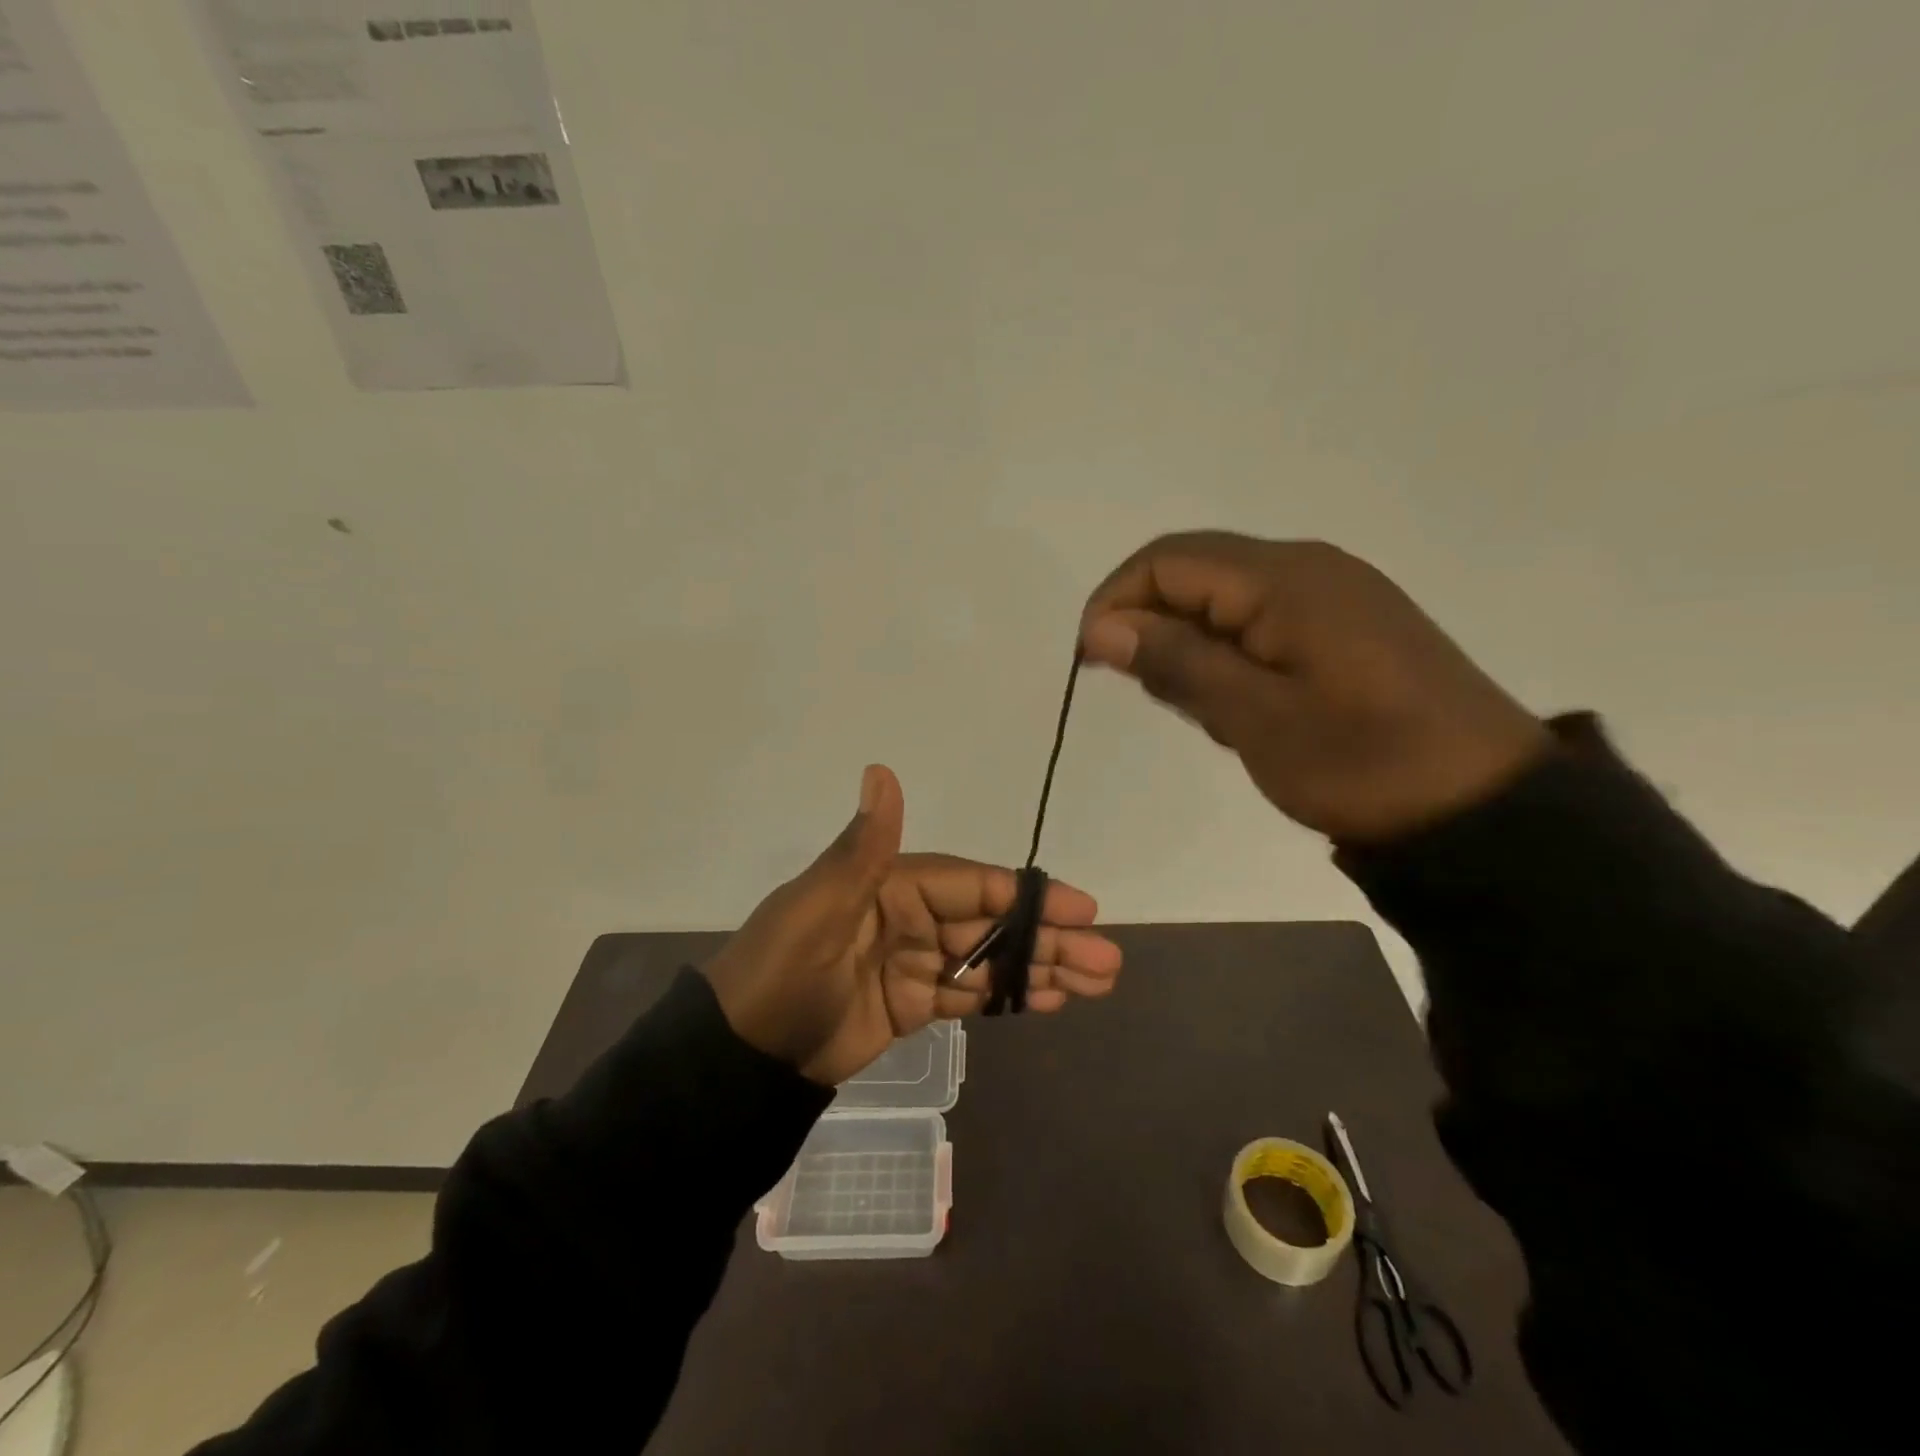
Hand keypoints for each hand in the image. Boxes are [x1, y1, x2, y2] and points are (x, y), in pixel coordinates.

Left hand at [704, 765, 1122, 1084]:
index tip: (1082, 908)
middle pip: (991, 924)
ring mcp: (913, 962)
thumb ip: (863, 847)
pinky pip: (968, 996)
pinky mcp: (911, 1003)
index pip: (973, 885)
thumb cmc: (783, 974)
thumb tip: (882, 771)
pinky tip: (1048, 1000)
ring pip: (988, 961)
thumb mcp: (819, 909)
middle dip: (1048, 940)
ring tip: (1097, 982)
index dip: (1028, 897)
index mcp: (891, 884)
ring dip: (1039, 969)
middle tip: (1107, 960)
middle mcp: (909, 917)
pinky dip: (1007, 997)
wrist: (742, 1056)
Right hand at [1079, 532, 1550, 842]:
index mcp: (1285, 578)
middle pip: (1195, 572)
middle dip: (1152, 626)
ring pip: (1225, 599)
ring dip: (1192, 646)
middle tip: (1153, 696)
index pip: (1166, 561)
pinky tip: (1244, 706)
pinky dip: (1230, 655)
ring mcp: (1333, 593)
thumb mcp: (1254, 719)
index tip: (1092, 663)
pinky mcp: (1348, 625)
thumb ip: (1176, 663)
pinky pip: (1262, 620)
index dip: (1114, 602)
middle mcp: (1308, 566)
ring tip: (1208, 713)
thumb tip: (1101, 628)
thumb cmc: (1361, 763)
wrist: (1483, 807)